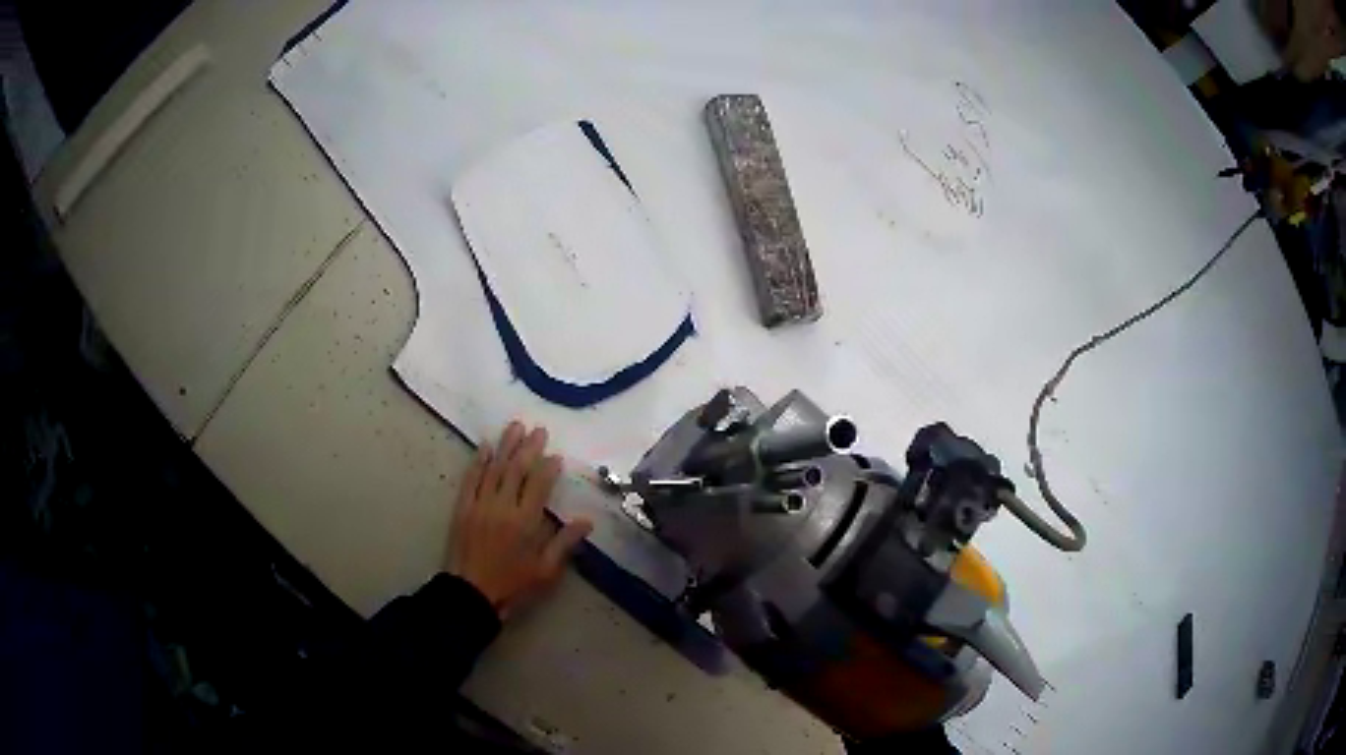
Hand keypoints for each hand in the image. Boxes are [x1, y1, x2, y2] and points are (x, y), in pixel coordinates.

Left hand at [446, 422, 592, 618]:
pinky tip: (484, 447)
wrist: (470, 594)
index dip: (548, 468)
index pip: (539, 485)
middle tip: (538, 429)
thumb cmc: (512, 585)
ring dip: (504, 446)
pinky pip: (470, 479)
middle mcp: (502, 507)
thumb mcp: (545, 571)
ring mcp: (479, 505)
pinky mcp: (462, 509)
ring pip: (493, 468)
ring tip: (515, 426)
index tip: (556, 455)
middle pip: (516, 470)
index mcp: (525, 522)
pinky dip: (478, 461)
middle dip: (528, 448)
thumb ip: (564, 543)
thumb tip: (587, 521)